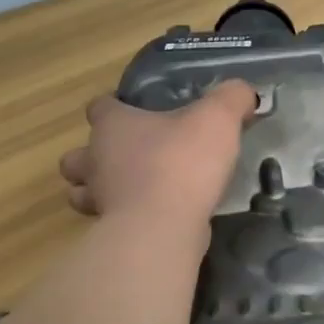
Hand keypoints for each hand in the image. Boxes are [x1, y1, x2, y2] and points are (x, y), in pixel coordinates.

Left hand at [58, 81, 256, 230]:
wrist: (163, 227)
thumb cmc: (182, 163)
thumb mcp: (218, 118)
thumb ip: (231, 99)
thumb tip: (245, 92)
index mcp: (113, 125)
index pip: (99, 107)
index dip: (114, 107)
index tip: (135, 112)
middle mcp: (95, 159)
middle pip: (79, 154)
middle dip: (95, 156)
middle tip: (130, 158)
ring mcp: (99, 199)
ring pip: (82, 192)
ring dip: (99, 190)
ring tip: (132, 191)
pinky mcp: (109, 231)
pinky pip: (108, 220)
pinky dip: (121, 218)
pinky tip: (149, 217)